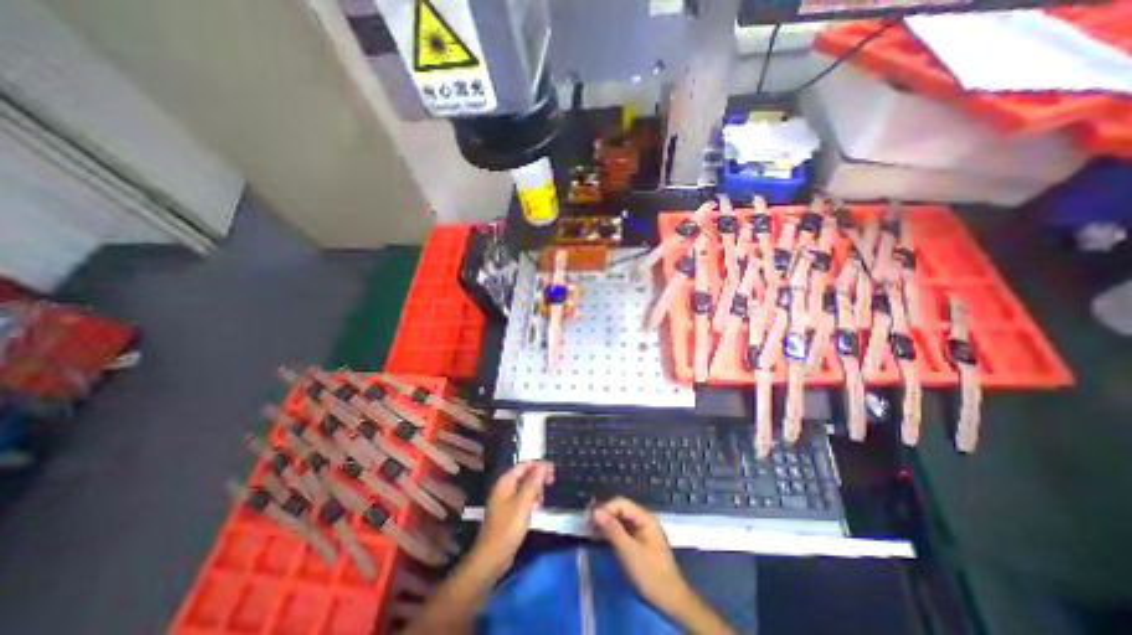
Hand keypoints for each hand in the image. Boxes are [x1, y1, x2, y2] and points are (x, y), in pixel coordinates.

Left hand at [471, 460, 555, 576]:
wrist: (491, 558)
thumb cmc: (507, 529)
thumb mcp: (523, 504)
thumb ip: (533, 483)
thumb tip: (543, 465)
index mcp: (505, 482)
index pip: (524, 464)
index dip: (539, 464)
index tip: (553, 470)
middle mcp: (504, 487)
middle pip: (524, 473)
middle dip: (538, 474)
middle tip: (552, 480)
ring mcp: (505, 500)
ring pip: (524, 485)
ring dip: (536, 486)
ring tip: (546, 493)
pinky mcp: (508, 511)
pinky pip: (522, 497)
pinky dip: (531, 497)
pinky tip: (538, 505)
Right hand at [587, 496, 694, 608]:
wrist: (672, 601)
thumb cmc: (651, 574)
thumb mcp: (629, 551)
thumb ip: (612, 529)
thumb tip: (595, 511)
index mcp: (645, 517)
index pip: (620, 503)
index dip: (604, 508)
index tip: (590, 519)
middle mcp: (644, 519)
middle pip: (620, 509)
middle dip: (604, 515)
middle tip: (587, 524)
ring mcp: (642, 530)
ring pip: (621, 520)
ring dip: (607, 523)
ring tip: (591, 531)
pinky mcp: (640, 542)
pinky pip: (623, 530)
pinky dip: (612, 532)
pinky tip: (602, 538)